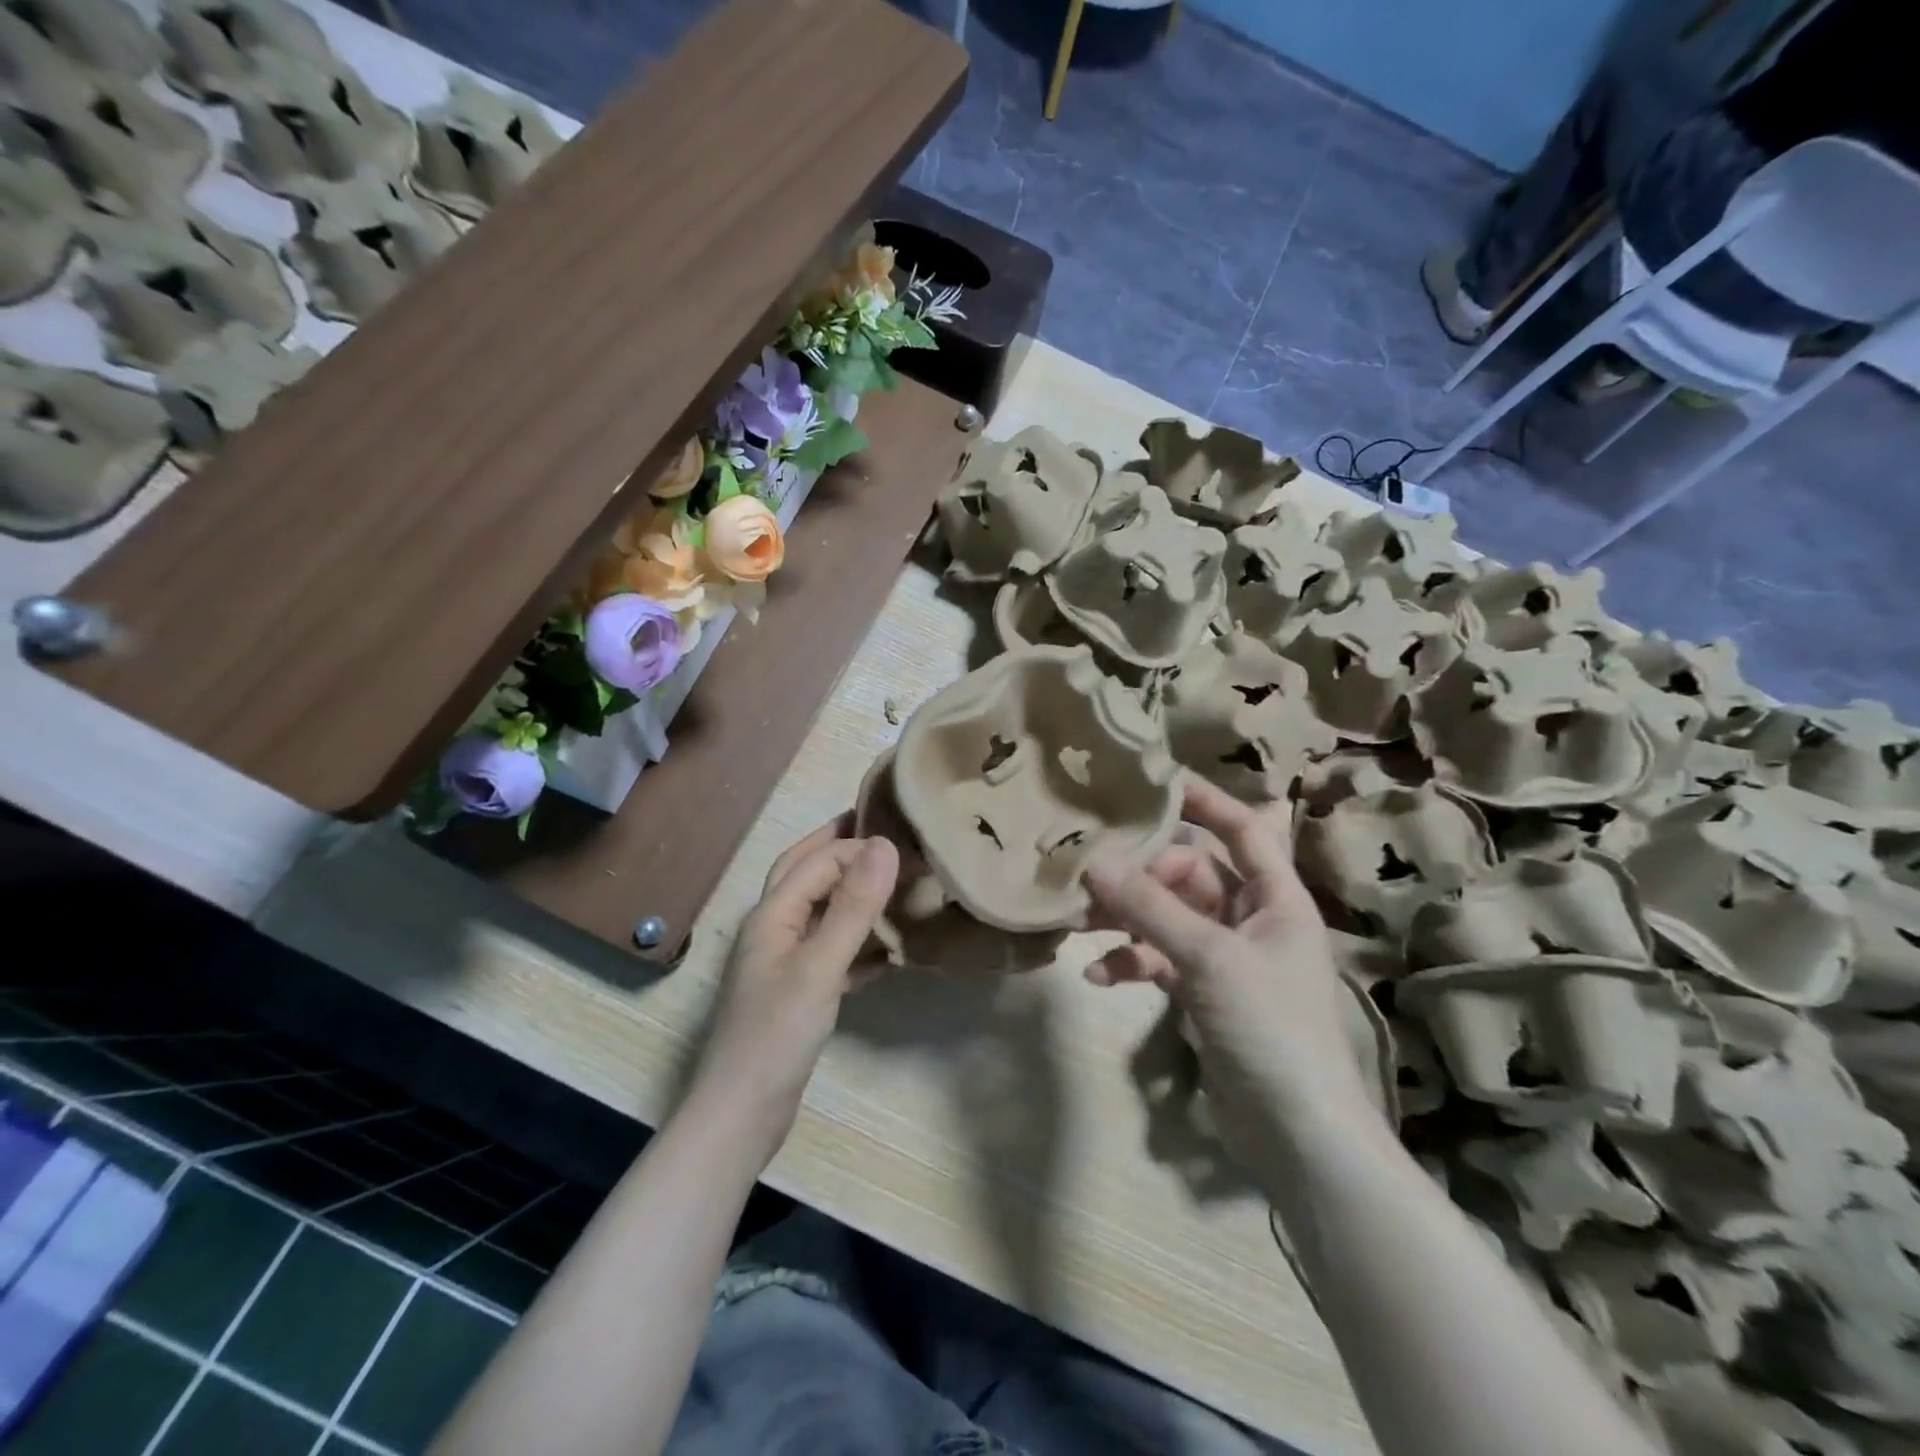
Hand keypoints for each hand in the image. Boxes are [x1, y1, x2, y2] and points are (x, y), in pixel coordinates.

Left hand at [688, 818, 898, 1164]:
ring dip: (852, 894)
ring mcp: (783, 962)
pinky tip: (888, 952)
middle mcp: (773, 929)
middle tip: (883, 830)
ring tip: (892, 882)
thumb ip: (853, 906)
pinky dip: (857, 942)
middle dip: (841, 849)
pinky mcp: (796, 993)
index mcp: (772, 914)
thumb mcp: (820, 966)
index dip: (859, 846)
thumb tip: (885, 845)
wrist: (741, 1115)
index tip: (906, 841)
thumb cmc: (777, 1034)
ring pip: (820, 913)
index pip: (818, 861)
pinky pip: (830, 952)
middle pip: (807, 874)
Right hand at [1084, 777, 1378, 1166]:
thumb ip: (1151, 908)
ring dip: (1126, 920)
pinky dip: (1129, 963)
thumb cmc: (1270, 1028)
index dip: (1204, 802)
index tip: (1152, 782)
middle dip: (1141, 877)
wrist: (1296, 1135)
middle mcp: (1251, 919)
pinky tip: (1095, 977)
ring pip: (1167, 918)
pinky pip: (1158, 960)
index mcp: (1275, 898)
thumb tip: (1094, 861)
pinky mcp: (1202, 994)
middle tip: (1092, 880)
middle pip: (1190, 875)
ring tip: (1080, 925)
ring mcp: (1224, 958)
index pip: (1242, 830)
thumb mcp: (1210, 959)